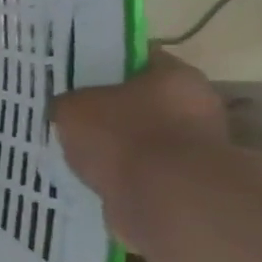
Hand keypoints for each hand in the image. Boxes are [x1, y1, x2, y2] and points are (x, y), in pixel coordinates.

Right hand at [52, 48, 228, 210]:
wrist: (165, 203)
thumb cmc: (122, 137)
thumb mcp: (72, 108)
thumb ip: (67, 103)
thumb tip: (65, 109)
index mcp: (175, 76)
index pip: (136, 58)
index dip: (103, 64)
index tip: (76, 75)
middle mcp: (196, 107)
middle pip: (142, 101)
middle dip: (111, 110)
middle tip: (74, 116)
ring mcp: (196, 150)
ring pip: (144, 140)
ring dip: (118, 147)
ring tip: (79, 153)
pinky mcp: (188, 186)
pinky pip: (145, 173)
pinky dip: (124, 177)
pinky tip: (95, 180)